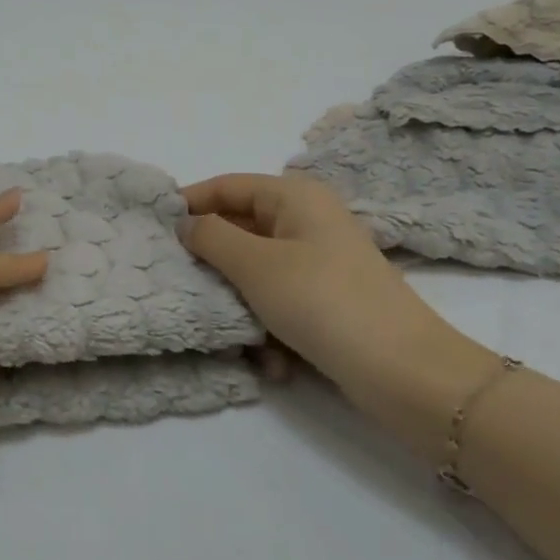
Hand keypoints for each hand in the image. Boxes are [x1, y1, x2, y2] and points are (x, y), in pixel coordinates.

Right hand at [179, 172, 494, 460]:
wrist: (406, 373)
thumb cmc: (322, 302)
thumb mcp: (255, 265)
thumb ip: (211, 237)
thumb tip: (186, 223)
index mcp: (295, 197)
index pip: (227, 186)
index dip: (189, 202)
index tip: (153, 226)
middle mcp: (308, 221)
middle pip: (241, 230)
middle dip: (214, 264)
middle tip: (184, 286)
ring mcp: (320, 262)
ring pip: (257, 273)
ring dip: (242, 305)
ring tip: (238, 336)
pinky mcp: (328, 301)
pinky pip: (281, 303)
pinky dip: (270, 328)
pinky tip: (273, 361)